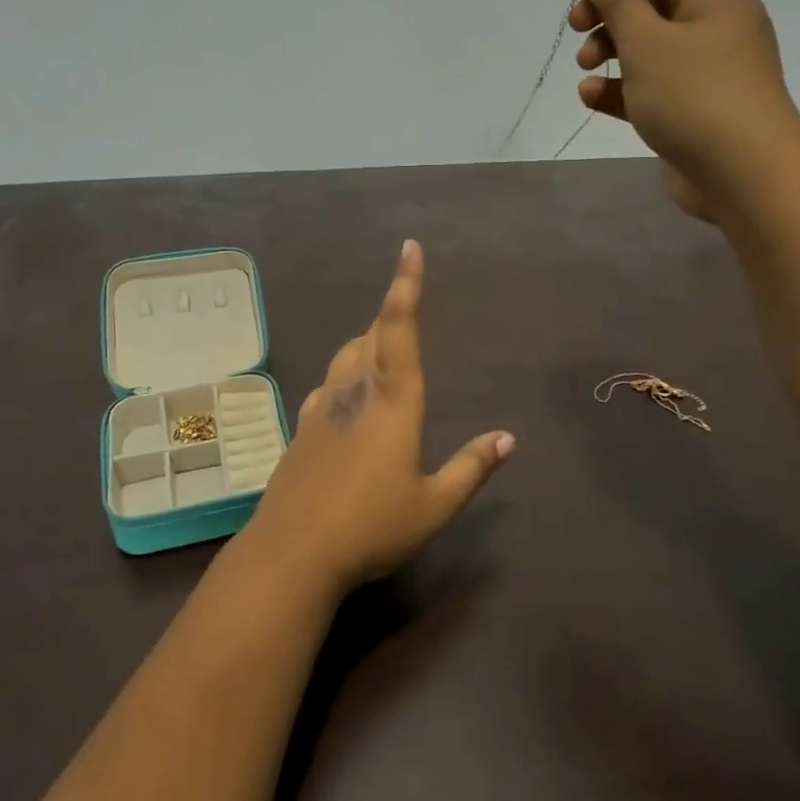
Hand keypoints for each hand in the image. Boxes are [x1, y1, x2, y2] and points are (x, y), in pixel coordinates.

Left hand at [244, 240, 512, 597]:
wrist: (291, 552)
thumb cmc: (370, 528)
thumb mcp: (433, 505)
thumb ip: (472, 468)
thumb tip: (508, 438)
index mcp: (393, 401)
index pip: (400, 328)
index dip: (406, 285)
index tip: (409, 248)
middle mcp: (355, 392)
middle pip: (372, 335)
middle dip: (391, 314)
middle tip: (406, 306)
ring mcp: (322, 408)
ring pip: (346, 356)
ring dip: (366, 341)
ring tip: (382, 346)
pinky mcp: (301, 429)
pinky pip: (328, 384)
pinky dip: (345, 374)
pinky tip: (347, 392)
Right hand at [568, 0, 799, 218]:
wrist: (744, 173)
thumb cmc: (695, 95)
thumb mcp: (646, 41)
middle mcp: (711, 18)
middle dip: (609, 4)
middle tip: (578, 25)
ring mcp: (702, 63)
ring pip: (647, 37)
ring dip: (609, 45)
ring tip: (585, 66)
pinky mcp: (688, 102)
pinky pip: (648, 80)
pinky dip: (618, 84)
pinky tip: (591, 97)